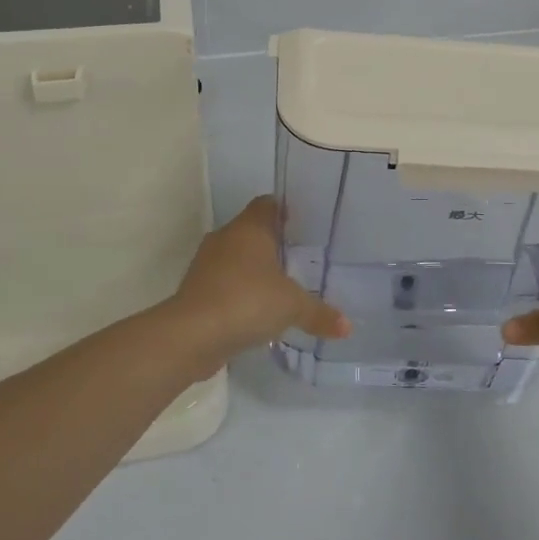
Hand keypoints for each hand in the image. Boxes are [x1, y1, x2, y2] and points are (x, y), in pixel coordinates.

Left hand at [161, 197, 350, 371]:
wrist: (191, 335)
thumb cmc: (247, 301)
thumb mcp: (292, 307)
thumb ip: (319, 313)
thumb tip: (347, 327)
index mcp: (250, 228)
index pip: (267, 204)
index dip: (285, 210)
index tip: (303, 223)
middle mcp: (226, 238)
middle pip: (251, 230)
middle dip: (272, 243)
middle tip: (299, 257)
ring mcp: (207, 264)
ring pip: (235, 257)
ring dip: (253, 269)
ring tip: (280, 286)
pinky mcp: (196, 290)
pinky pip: (224, 283)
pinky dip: (238, 292)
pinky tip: (255, 311)